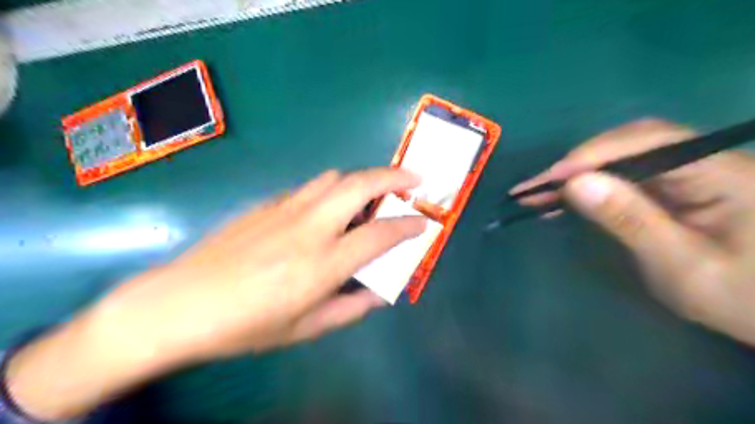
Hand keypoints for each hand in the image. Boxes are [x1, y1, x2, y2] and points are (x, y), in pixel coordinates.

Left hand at [8, 169, 426, 420]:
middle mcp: (310, 227)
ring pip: (335, 177)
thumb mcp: (305, 329)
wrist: (180, 304)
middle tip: (413, 179)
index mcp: (323, 263)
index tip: (424, 223)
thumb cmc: (246, 325)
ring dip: (362, 179)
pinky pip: (310, 187)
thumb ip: (350, 308)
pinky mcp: (268, 204)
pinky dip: (332, 190)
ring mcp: (286, 209)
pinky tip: (328, 210)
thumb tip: (380, 295)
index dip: (409, 226)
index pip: (380, 234)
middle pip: (361, 185)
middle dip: (394, 176)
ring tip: (373, 194)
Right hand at [513, 119, 754, 347]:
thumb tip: (576, 183)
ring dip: (576, 176)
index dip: (591, 156)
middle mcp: (702, 160)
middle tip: (533, 189)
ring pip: (620, 159)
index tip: (549, 180)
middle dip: (576, 164)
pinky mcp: (672, 188)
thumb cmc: (742, 296)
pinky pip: (623, 178)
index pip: (645, 142)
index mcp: (718, 171)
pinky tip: (563, 200)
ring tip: (536, 195)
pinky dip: (589, 188)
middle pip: (628, 143)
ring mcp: (686, 173)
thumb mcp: (681, 264)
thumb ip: (630, 219)